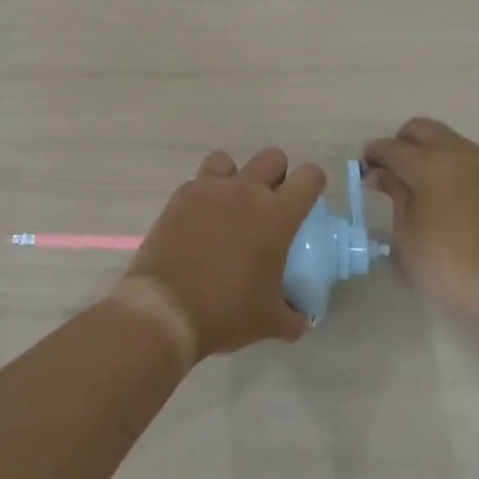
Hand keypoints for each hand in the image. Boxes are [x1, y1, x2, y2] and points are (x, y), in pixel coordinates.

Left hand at [118, 148, 321, 360]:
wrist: (166, 309)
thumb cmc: (226, 312)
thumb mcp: (270, 321)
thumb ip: (292, 316)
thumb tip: (300, 319)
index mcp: (277, 214)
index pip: (309, 177)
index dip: (312, 184)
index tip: (306, 203)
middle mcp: (245, 191)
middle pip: (272, 157)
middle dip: (276, 176)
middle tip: (269, 207)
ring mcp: (209, 189)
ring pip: (229, 161)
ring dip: (234, 177)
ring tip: (229, 207)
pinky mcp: (180, 197)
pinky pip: (198, 182)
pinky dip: (203, 195)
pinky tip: (199, 222)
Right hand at [363, 118, 478, 331]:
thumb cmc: (454, 265)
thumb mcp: (410, 236)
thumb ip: (396, 196)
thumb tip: (384, 174)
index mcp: (430, 163)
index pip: (390, 147)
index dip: (372, 156)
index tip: (363, 173)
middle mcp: (457, 153)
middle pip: (420, 129)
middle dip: (399, 143)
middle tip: (390, 173)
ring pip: (445, 139)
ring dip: (426, 151)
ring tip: (415, 186)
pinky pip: (464, 156)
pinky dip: (447, 163)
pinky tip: (442, 194)